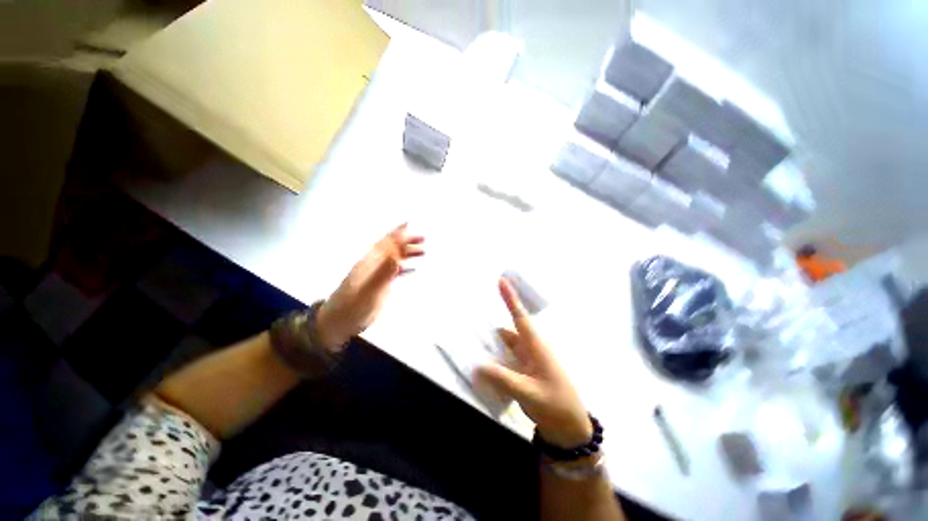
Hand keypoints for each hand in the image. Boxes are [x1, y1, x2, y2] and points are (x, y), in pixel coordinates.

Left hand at [316, 224, 423, 350]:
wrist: (337, 323)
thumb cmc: (352, 308)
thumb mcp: (368, 290)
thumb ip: (383, 272)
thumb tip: (398, 254)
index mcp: (369, 263)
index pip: (386, 244)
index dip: (396, 234)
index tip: (408, 223)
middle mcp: (373, 266)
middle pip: (391, 249)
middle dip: (406, 242)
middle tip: (423, 238)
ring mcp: (375, 276)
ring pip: (394, 259)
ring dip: (407, 254)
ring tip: (423, 251)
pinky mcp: (378, 286)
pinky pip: (393, 272)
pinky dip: (404, 268)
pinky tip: (413, 269)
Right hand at [476, 278, 591, 447]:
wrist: (570, 428)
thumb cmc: (555, 405)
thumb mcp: (529, 393)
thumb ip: (503, 379)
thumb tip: (477, 366)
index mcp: (536, 347)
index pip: (520, 317)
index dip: (510, 298)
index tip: (501, 281)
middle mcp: (530, 349)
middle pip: (508, 330)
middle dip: (491, 326)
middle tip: (470, 321)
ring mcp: (527, 361)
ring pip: (505, 346)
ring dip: (491, 345)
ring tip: (470, 344)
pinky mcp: (523, 372)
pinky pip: (505, 360)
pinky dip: (494, 360)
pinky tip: (482, 366)